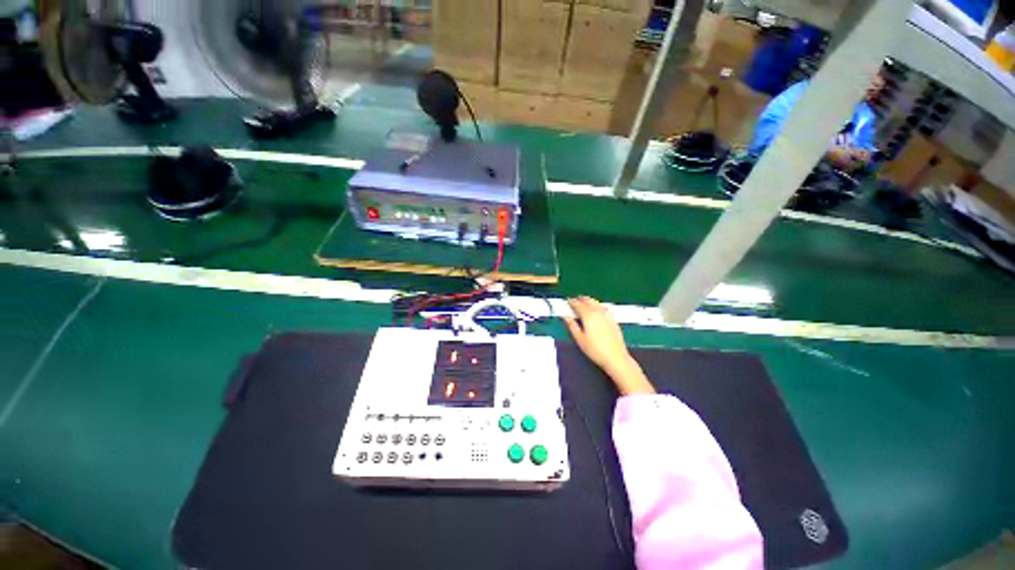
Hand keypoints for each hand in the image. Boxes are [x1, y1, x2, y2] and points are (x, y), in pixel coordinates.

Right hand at [564, 297, 654, 394]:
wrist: (616, 357)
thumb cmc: (595, 350)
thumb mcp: (579, 339)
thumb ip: (572, 325)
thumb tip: (566, 316)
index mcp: (588, 315)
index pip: (578, 304)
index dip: (571, 302)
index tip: (567, 301)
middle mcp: (598, 312)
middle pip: (588, 301)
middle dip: (580, 299)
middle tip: (574, 300)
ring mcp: (607, 315)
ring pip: (596, 302)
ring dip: (589, 301)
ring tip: (584, 303)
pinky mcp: (613, 319)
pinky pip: (603, 307)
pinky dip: (597, 305)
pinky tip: (596, 309)